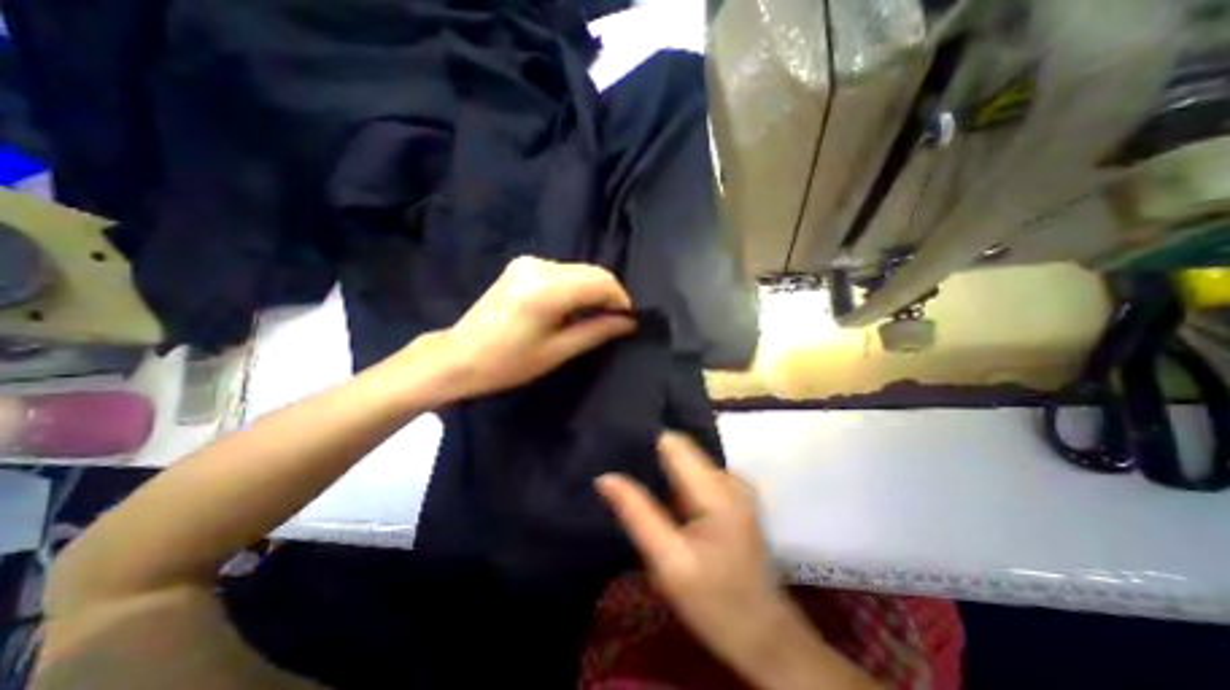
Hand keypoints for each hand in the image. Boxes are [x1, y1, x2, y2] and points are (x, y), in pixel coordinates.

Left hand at [425, 255, 634, 399]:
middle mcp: (538, 265)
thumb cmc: (508, 362)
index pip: (601, 281)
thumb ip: (598, 330)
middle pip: (592, 271)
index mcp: (546, 288)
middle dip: (609, 295)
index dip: (620, 299)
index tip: (628, 320)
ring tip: (595, 317)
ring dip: (593, 291)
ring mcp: (528, 262)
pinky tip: (573, 308)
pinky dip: (577, 287)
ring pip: (579, 271)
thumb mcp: (558, 351)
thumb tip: (629, 322)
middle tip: (615, 321)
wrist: (460, 356)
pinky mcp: (522, 266)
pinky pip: (563, 272)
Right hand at [597, 435, 788, 669]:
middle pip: (681, 450)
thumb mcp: (668, 563)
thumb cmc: (715, 602)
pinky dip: (677, 483)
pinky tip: (664, 502)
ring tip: (638, 486)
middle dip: (651, 458)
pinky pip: (697, 476)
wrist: (764, 635)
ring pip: (688, 462)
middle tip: (621, 474)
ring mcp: (736, 486)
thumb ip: (637, 514)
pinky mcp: (735, 497)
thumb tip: (605, 477)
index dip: (644, 442)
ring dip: (663, 471)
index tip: (616, 451)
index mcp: (717, 490)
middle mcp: (729, 478)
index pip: (673, 442)